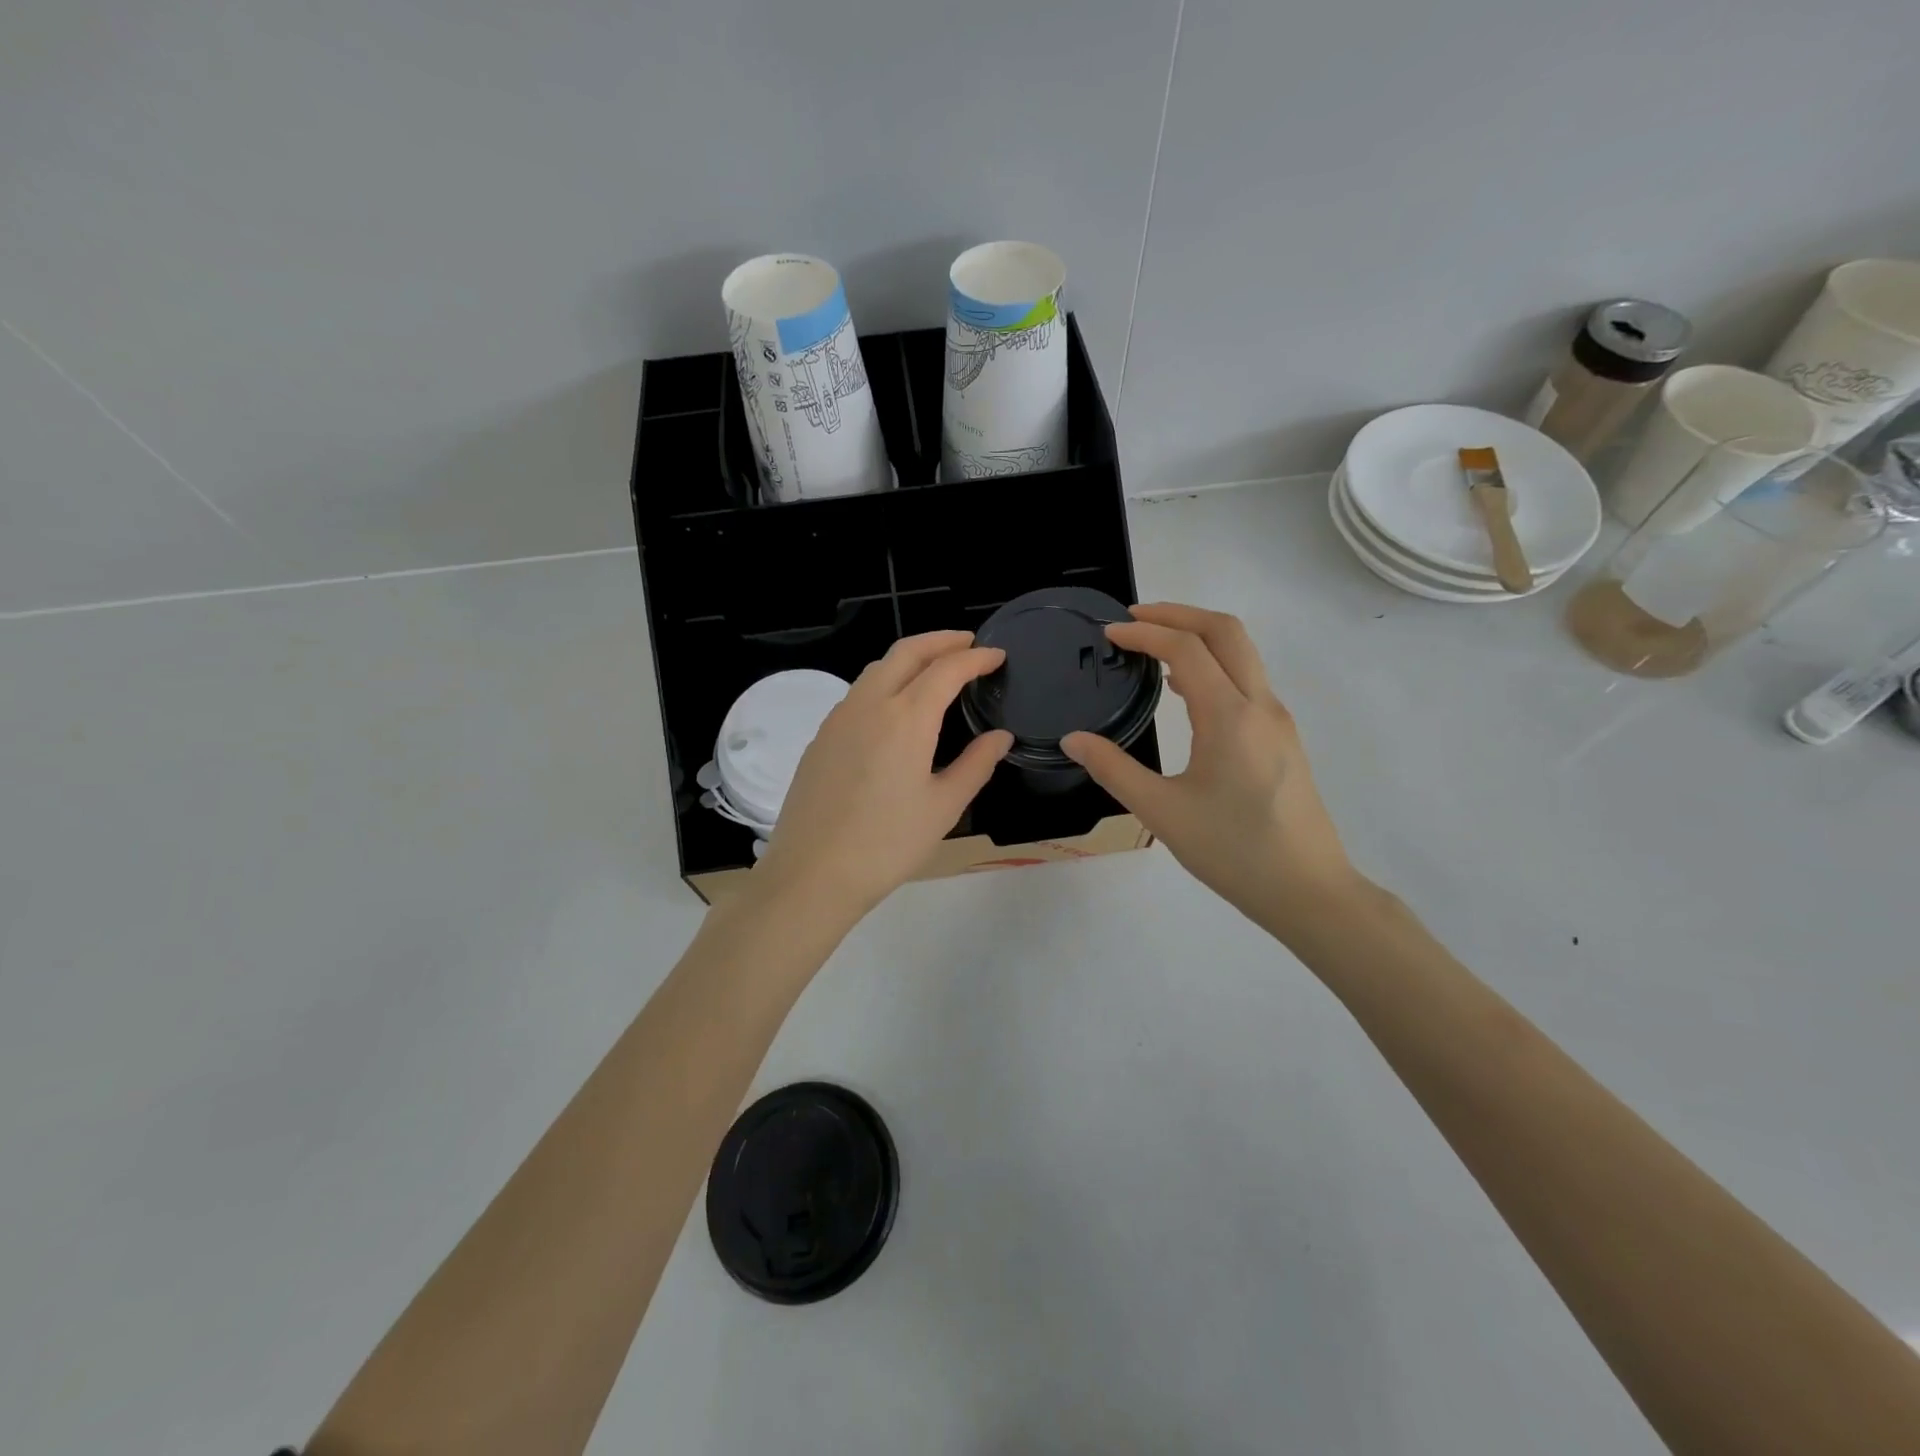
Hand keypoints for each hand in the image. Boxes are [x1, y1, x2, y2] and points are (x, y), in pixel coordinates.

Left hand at [751, 631, 1012, 927]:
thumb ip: (976, 764)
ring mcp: (839, 718)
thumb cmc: (888, 844)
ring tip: (935, 669)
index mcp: (906, 717)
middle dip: (940, 641)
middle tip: (968, 643)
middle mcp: (869, 705)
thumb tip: (1000, 737)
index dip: (976, 658)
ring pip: (877, 669)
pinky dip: (885, 682)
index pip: (946, 669)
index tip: (997, 656)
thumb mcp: (943, 807)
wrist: (812, 873)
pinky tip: (896, 707)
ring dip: (910, 658)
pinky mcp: (821, 737)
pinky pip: (858, 693)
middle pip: (906, 652)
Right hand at [1061, 603, 1359, 940]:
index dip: (1145, 633)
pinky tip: (1186, 690)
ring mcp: (1277, 720)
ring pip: (1242, 653)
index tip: (1109, 634)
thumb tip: (1073, 739)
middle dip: (1178, 613)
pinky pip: (1247, 680)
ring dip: (1198, 636)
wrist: (1308, 890)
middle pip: (1225, 631)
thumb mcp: (1162, 812)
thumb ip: (1113, 769)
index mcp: (1229, 716)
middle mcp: (1260, 705)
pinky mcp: (1282, 738)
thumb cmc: (1233, 851)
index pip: (1186, 648)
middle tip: (1134, 619)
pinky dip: (1214, 665)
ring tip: (1153, 647)